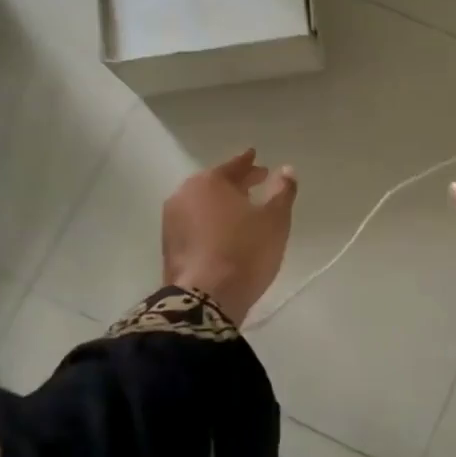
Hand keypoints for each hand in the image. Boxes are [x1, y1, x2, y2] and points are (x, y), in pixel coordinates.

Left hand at [162, 149, 297, 325]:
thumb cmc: (244, 251)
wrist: (205, 300)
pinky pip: (195, 224)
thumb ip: (283, 191)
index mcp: (208, 182)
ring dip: (222, 204)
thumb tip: (286, 169)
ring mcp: (171, 222)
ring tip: (243, 210)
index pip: (233, 165)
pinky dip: (211, 222)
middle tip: (257, 182)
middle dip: (237, 183)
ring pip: (203, 204)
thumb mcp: (275, 219)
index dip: (249, 162)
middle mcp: (184, 195)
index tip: (256, 157)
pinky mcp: (169, 247)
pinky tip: (226, 232)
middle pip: (215, 183)